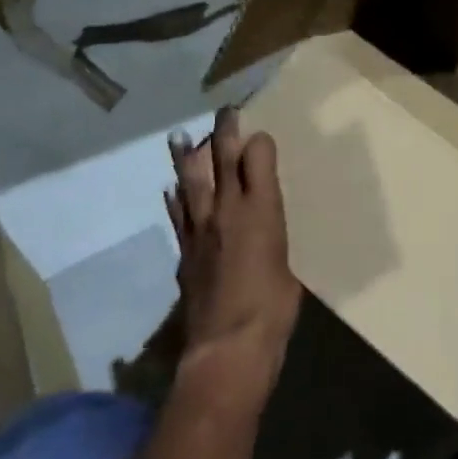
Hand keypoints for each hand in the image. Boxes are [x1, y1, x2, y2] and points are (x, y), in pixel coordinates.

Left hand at [165, 109, 301, 405]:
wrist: (228, 346)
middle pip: (221, 160)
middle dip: (223, 132)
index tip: (261, 136)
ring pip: (190, 182)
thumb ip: (273, 237)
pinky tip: (171, 190)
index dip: (259, 142)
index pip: (256, 157)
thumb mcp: (287, 264)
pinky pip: (178, 215)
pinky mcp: (184, 252)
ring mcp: (200, 229)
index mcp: (261, 209)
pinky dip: (175, 199)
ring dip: (186, 157)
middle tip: (224, 113)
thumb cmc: (274, 307)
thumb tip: (265, 231)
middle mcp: (227, 209)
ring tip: (180, 137)